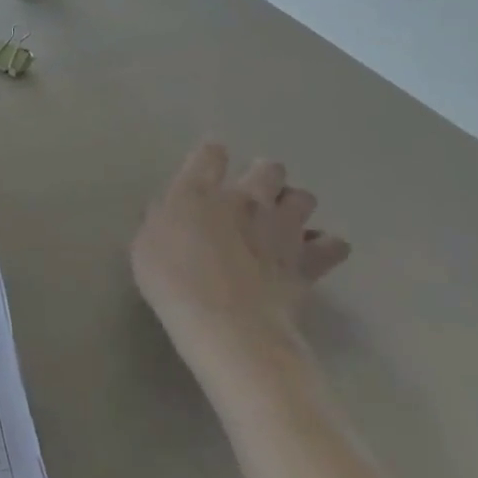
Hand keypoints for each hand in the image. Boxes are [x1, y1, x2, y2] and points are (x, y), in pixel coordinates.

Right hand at [131, 144, 350, 389]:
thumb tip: (168, 211)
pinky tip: (310, 254)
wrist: (226, 323)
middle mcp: (244, 199)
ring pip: (303, 197)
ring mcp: (281, 228)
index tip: (208, 164)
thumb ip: (160, 220)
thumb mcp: (145, 246)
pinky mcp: (308, 261)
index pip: (211, 153)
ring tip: (280, 222)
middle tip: (250, 195)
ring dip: (293, 205)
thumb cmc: (172, 281)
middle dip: (263, 176)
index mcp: (198, 191)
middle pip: (268, 168)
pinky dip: (324, 246)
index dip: (211, 155)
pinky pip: (332, 244)